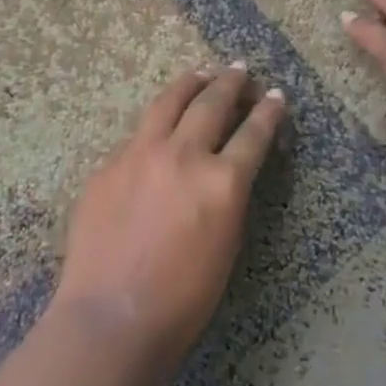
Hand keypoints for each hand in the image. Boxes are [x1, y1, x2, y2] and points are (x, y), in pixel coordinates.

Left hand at [53, 65, 285, 373]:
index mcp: (222, 181)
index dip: (268, 111)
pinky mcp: (110, 164)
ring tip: (201, 73)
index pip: (253, 133)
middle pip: (212, 103)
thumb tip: (224, 168)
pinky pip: (138, 134)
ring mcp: (141, 154)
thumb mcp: (225, 243)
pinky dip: (156, 125)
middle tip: (240, 69)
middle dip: (230, 82)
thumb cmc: (182, 299)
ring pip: (169, 102)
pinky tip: (157, 129)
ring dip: (190, 84)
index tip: (275, 95)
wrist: (111, 316)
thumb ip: (227, 196)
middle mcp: (184, 155)